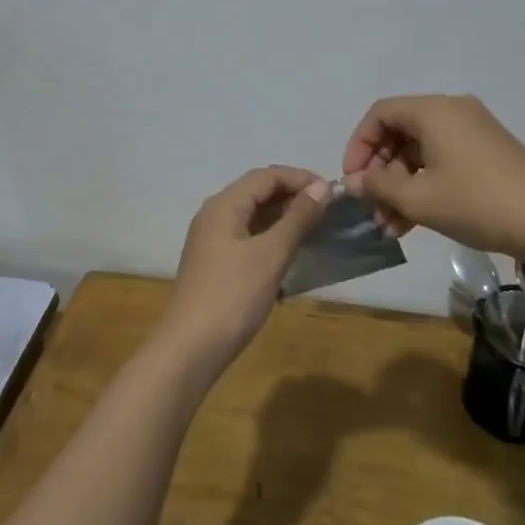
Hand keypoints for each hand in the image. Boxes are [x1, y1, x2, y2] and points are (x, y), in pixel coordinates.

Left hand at [161, 166, 333, 369]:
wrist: (191, 348)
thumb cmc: (232, 296)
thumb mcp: (270, 254)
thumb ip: (297, 218)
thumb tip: (322, 187)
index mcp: (224, 205)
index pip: (266, 175)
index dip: (300, 178)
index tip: (333, 192)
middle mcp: (215, 215)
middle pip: (258, 192)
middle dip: (294, 197)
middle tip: (329, 212)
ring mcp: (213, 241)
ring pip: (254, 217)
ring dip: (285, 219)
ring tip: (317, 230)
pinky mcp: (217, 264)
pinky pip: (249, 239)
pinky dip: (273, 239)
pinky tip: (293, 255)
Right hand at [340, 95, 524, 258]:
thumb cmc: (477, 203)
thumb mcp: (419, 199)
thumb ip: (379, 186)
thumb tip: (355, 182)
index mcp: (434, 111)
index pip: (380, 114)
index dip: (358, 146)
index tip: (353, 181)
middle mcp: (453, 112)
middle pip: (400, 132)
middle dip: (380, 172)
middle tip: (371, 208)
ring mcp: (474, 132)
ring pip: (421, 152)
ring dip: (400, 186)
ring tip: (389, 226)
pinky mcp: (488, 154)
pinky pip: (443, 162)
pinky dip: (424, 186)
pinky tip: (412, 222)